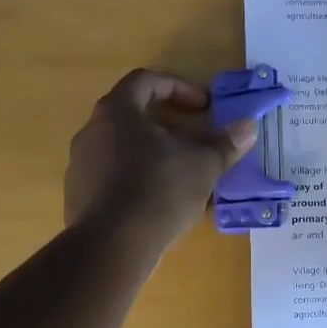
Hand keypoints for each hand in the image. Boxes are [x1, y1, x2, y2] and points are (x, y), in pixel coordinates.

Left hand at [65, 69, 257, 260]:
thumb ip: (225, 145)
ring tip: (181, 179)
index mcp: (117, 112)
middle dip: (169, 128)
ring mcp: (80, 166)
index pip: (146, 81)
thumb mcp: (203, 166)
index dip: (179, 87)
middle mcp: (92, 132)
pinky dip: (136, 182)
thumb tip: (248, 126)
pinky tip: (158, 206)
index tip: (204, 106)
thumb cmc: (160, 191)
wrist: (112, 246)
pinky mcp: (77, 197)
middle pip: (133, 117)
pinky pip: (112, 179)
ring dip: (153, 157)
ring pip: (122, 150)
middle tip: (196, 145)